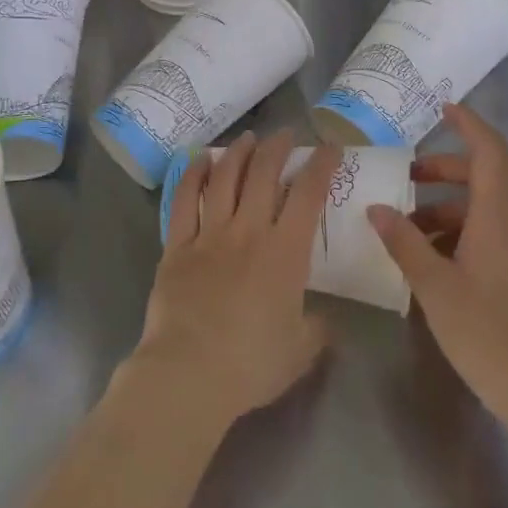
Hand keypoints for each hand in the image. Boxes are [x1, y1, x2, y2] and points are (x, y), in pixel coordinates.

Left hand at [126, 130, 336, 432]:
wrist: (189, 374)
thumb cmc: (251, 364)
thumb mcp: (300, 351)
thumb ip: (318, 329)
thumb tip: (326, 320)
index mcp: (284, 252)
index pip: (308, 194)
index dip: (321, 165)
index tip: (330, 147)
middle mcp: (248, 231)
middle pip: (264, 174)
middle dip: (278, 147)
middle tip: (286, 134)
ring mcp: (209, 234)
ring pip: (225, 177)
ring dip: (239, 152)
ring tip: (248, 138)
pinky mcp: (177, 245)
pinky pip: (184, 200)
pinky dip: (193, 174)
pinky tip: (200, 159)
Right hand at [368, 103, 507, 443]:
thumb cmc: (492, 336)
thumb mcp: (436, 288)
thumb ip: (404, 243)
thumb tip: (377, 207)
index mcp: (500, 216)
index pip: (490, 150)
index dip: (468, 123)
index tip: (442, 107)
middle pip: (482, 178)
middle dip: (441, 173)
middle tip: (403, 180)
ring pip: (483, 212)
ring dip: (444, 211)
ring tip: (405, 232)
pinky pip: (489, 237)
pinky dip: (458, 236)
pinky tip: (430, 265)